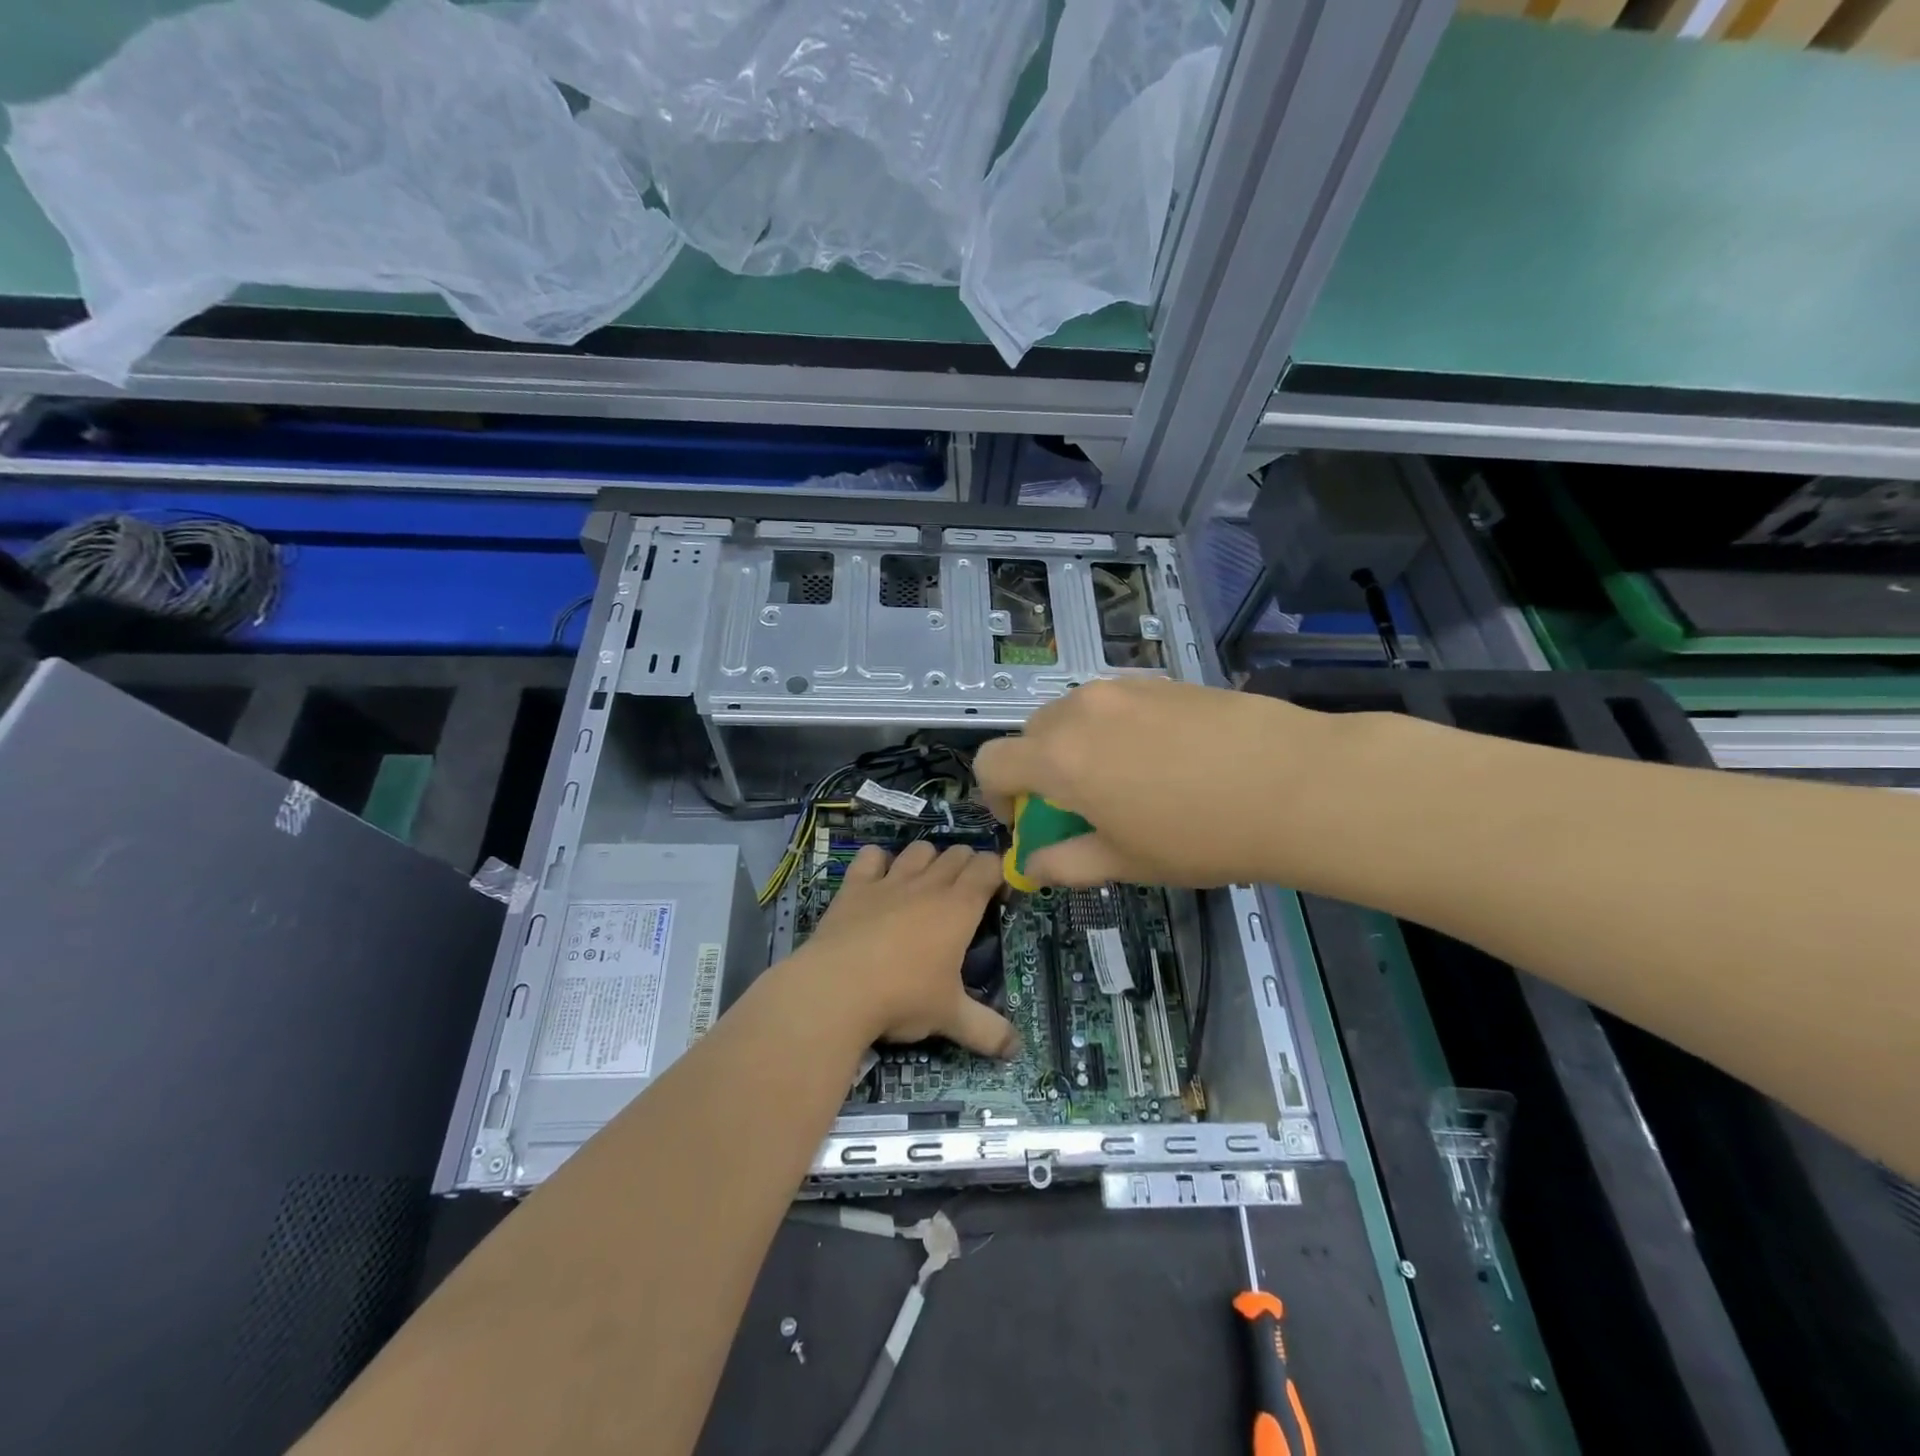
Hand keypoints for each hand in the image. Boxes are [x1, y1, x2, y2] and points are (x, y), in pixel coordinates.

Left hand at [797, 840, 1019, 1057]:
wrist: (836, 989)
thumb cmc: (903, 997)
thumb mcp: (950, 1017)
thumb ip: (988, 1031)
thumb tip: (1017, 1049)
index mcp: (959, 907)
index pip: (989, 867)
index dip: (998, 873)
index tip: (998, 897)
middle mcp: (928, 884)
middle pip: (957, 853)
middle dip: (967, 866)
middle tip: (964, 897)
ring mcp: (889, 881)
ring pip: (918, 849)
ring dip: (928, 860)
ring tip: (925, 884)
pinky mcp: (855, 886)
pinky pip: (871, 856)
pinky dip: (878, 861)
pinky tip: (878, 880)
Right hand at [974, 678, 1318, 887]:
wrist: (1295, 783)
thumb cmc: (1200, 835)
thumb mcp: (1125, 862)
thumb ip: (1065, 862)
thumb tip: (1032, 863)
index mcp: (1059, 759)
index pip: (992, 762)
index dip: (995, 794)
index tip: (1023, 818)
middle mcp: (1079, 711)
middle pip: (1031, 735)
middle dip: (1037, 771)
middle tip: (1076, 805)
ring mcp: (1122, 689)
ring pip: (1072, 714)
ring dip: (1074, 746)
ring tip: (1122, 779)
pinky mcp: (1159, 680)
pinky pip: (1113, 703)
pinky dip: (1112, 728)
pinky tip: (1161, 756)